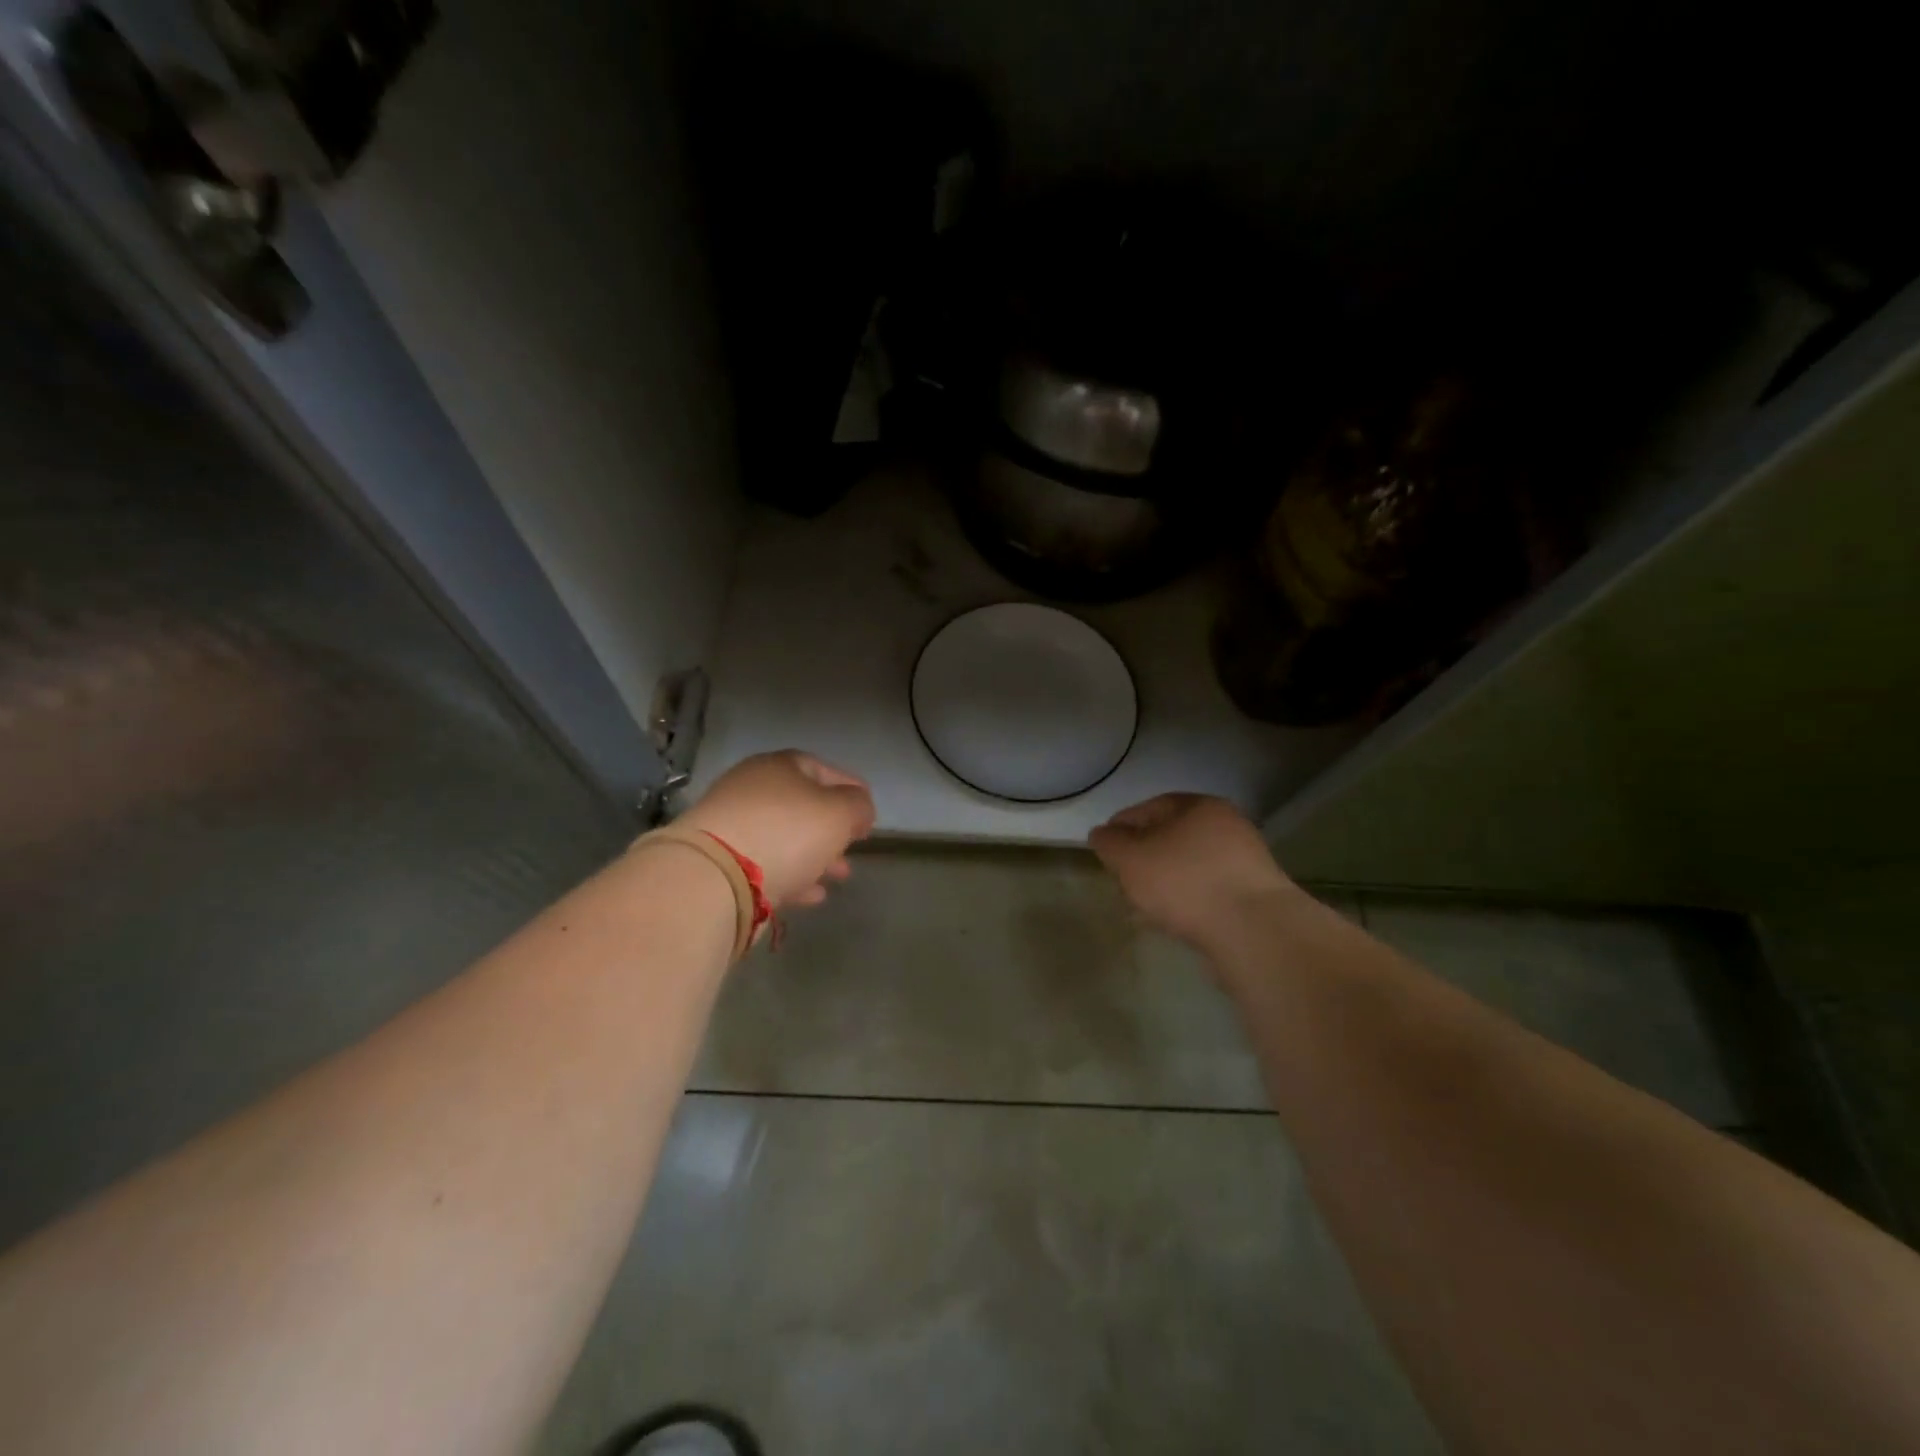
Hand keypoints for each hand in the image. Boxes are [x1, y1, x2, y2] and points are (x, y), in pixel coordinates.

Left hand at [677, 751, 875, 910]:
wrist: (714, 877)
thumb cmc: (787, 832)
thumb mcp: (839, 813)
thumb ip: (858, 806)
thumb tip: (859, 808)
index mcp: (778, 767)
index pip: (822, 769)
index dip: (850, 790)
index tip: (869, 815)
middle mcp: (751, 789)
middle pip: (801, 805)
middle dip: (831, 828)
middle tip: (853, 848)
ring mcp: (731, 826)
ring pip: (785, 838)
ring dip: (815, 855)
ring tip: (838, 876)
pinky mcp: (720, 862)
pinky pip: (766, 865)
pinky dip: (792, 875)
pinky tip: (811, 894)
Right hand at [1088, 793, 1299, 949]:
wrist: (1253, 931)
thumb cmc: (1184, 881)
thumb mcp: (1130, 858)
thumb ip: (1109, 843)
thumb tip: (1102, 834)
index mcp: (1198, 806)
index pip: (1148, 807)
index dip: (1119, 827)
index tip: (1102, 850)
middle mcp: (1226, 827)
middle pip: (1170, 837)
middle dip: (1142, 858)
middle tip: (1121, 881)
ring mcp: (1243, 863)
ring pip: (1188, 867)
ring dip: (1163, 883)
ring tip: (1141, 908)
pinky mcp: (1251, 898)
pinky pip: (1206, 893)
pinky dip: (1184, 902)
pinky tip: (1169, 922)